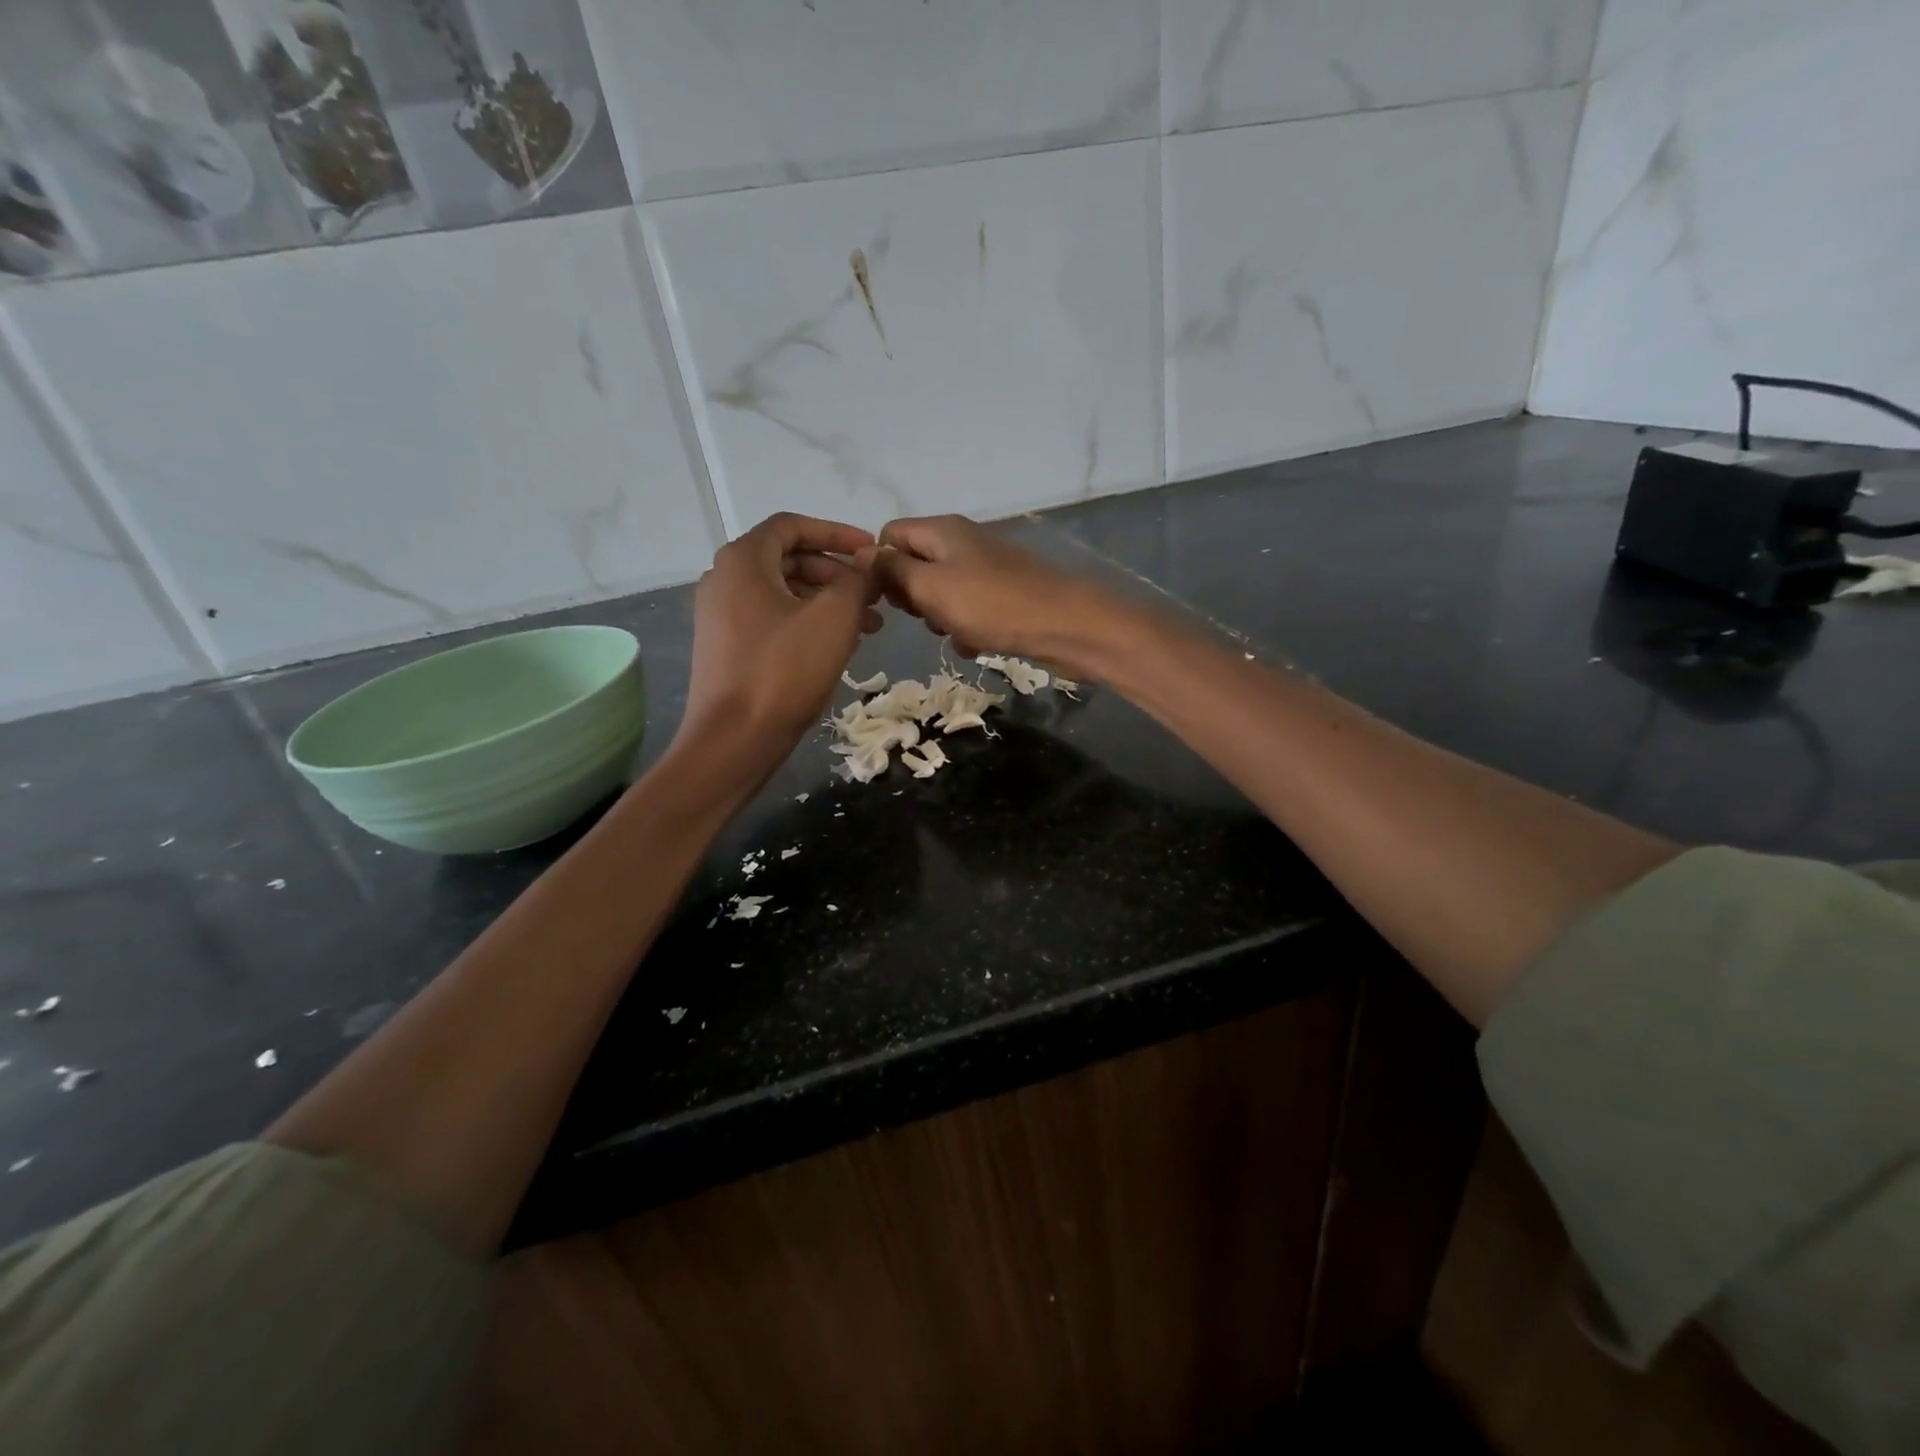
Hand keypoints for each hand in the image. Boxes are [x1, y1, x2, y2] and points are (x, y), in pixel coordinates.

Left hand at [676, 512, 879, 776]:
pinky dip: (806, 622)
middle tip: (875, 595)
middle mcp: (724, 579)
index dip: (837, 533)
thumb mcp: (833, 619)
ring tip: (868, 626)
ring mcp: (721, 615)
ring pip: (783, 592)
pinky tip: (836, 646)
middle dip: (837, 573)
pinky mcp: (726, 646)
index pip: (793, 526)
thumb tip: (871, 559)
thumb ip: (857, 580)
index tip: (872, 551)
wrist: (733, 740)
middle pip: (789, 559)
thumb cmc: (784, 671)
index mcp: (744, 560)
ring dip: (827, 601)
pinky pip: (772, 619)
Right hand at [875, 515, 1127, 678]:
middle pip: (915, 563)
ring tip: (952, 633)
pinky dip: (966, 627)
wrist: (1064, 625)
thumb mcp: (930, 587)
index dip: (881, 568)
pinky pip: (970, 609)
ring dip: (939, 616)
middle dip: (912, 596)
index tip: (887, 600)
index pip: (889, 535)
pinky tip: (975, 645)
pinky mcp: (1005, 594)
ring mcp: (987, 567)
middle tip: (923, 618)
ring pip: (942, 591)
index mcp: (941, 530)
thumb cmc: (990, 605)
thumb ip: (893, 570)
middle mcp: (963, 541)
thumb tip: (862, 554)